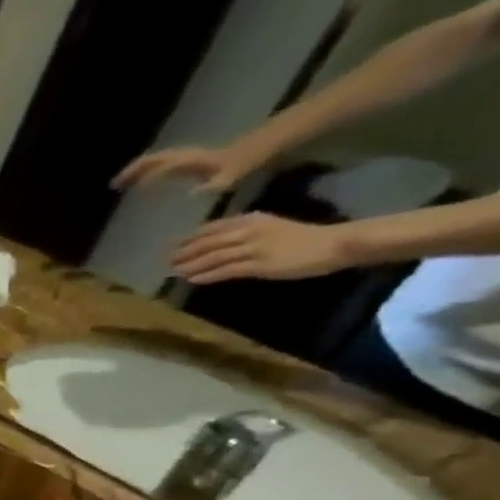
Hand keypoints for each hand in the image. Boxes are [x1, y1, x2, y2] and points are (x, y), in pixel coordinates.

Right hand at [113, 144, 259, 193]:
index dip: (141, 176)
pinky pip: (169, 165)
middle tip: (115, 183)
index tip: (122, 186)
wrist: (273, 142)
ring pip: (161, 160)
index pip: (162, 166)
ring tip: (127, 183)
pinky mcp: (198, 162)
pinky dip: (155, 172)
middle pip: (155, 159)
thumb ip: (216, 183)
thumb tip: (192, 192)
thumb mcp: (236, 174)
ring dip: (142, 170)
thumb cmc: (253, 159)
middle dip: (134, 170)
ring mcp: (193, 158)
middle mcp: (189, 157)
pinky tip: (153, 184)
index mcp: (194, 161)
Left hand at [173, 213, 357, 283]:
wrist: (333, 244)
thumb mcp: (269, 226)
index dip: (189, 238)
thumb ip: (243, 230)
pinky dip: (207, 275)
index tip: (172, 245)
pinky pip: (226, 270)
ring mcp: (253, 248)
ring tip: (174, 272)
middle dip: (184, 252)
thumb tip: (215, 240)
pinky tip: (193, 279)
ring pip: (213, 257)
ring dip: (191, 265)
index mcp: (251, 220)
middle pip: (207, 243)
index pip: (212, 228)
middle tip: (166, 260)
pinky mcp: (259, 265)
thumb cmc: (301, 237)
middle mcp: (248, 231)